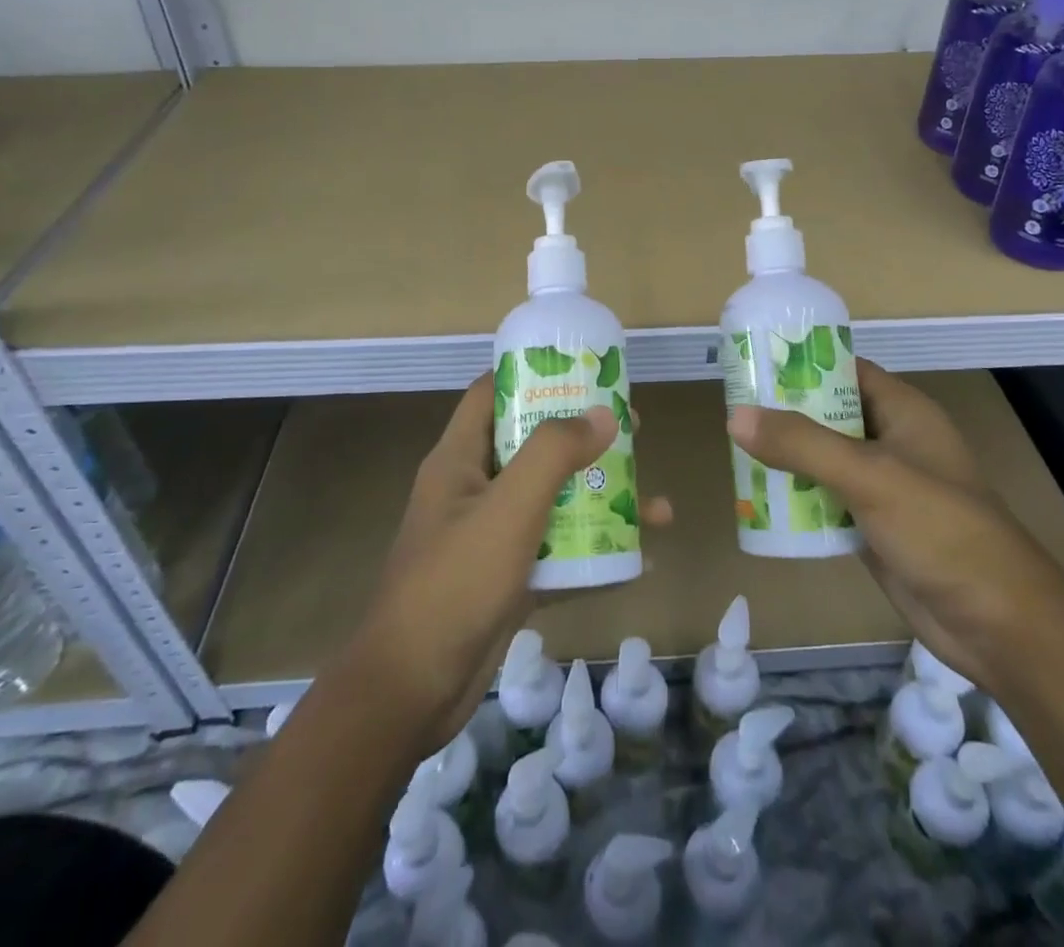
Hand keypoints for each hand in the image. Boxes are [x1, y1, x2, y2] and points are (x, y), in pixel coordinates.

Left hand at [338, 375, 670, 755]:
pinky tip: (637, 558)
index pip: (492, 393)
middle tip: (632, 432)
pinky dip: (591, 549)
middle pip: (531, 444)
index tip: (583, 371)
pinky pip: (555, 549)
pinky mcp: (505, 578)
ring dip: (597, 497)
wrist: (411, 692)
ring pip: (550, 500)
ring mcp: (488, 536)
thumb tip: (603, 413)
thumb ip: (554, 454)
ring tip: (652, 501)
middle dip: (582, 437)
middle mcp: (473, 489)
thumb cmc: (456, 583)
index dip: (533, 375)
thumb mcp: (509, 508)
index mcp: (460, 458)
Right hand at [727, 359, 1063, 686]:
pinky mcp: (874, 526)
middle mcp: (892, 441)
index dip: (803, 363)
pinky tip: (759, 499)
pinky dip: (798, 498)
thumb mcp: (869, 476)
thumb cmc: (941, 530)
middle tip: (732, 409)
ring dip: (786, 457)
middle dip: (784, 413)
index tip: (754, 362)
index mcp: (903, 411)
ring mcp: (884, 486)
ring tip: (735, 449)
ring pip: (823, 459)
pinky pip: (826, 500)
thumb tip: (736, 416)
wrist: (998, 625)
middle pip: (829, 414)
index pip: (846, 370)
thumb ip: (803, 444)